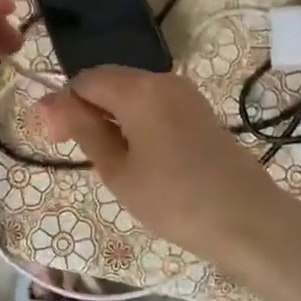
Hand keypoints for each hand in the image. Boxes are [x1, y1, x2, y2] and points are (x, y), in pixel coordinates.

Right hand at [33, 66, 295, 257]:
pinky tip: (139, 154)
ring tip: (109, 158)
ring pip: (132, 92)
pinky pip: (155, 103)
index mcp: (138, 89)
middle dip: (87, 108)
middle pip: (109, 81)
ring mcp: (185, 93)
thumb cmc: (175, 200)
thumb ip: (84, 130)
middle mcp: (162, 79)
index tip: (55, 140)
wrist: (249, 221)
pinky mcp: (200, 109)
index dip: (63, 105)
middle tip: (77, 151)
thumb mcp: (119, 170)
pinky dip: (136, 120)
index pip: (85, 81)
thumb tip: (51, 104)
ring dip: (111, 115)